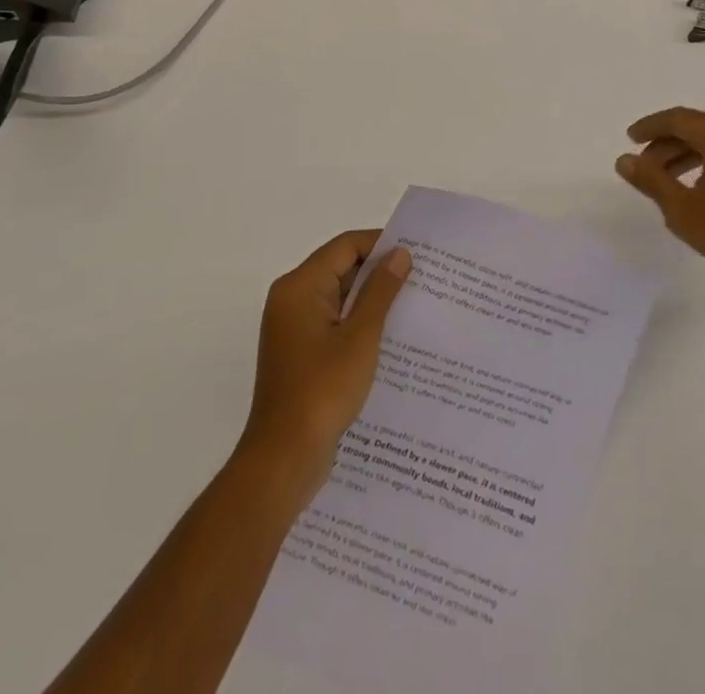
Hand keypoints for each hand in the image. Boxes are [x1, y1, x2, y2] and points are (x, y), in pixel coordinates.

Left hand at [239, 230, 411, 497]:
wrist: (283, 459)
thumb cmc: (322, 391)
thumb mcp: (360, 337)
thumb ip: (380, 291)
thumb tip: (399, 254)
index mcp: (300, 286)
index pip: (345, 247)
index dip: (380, 244)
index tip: (416, 253)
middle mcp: (291, 299)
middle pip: (340, 269)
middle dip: (379, 273)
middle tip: (422, 279)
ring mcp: (293, 328)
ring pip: (338, 298)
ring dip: (371, 301)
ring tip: (413, 306)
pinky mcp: (300, 353)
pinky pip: (333, 323)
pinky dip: (358, 324)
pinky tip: (390, 339)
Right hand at [617, 107, 704, 308]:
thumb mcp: (682, 209)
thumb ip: (651, 180)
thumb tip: (624, 160)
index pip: (679, 119)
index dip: (651, 126)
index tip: (630, 139)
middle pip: (697, 128)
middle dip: (665, 142)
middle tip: (643, 165)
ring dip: (684, 154)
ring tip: (664, 180)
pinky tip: (694, 189)